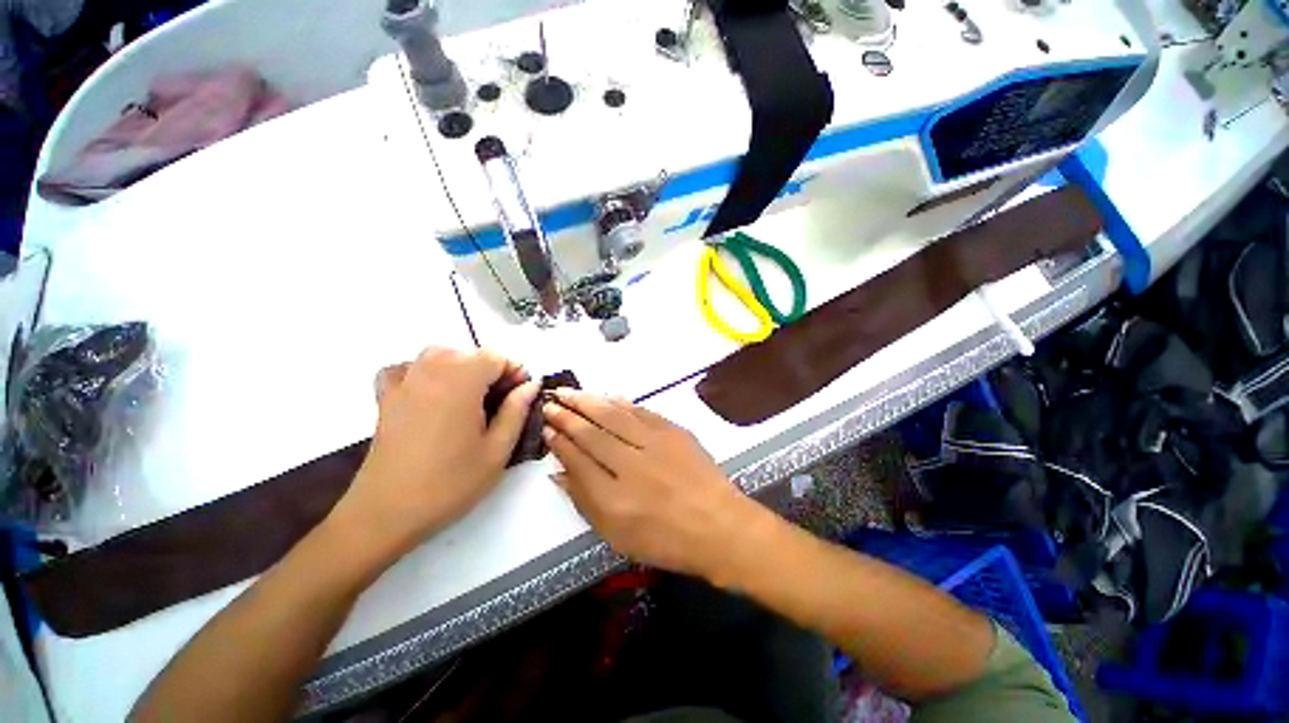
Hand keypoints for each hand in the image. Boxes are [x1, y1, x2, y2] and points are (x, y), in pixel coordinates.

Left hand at [331, 347, 539, 559]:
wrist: (387, 513)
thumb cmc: (450, 483)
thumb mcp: (497, 450)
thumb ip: (517, 411)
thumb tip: (531, 385)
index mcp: (461, 382)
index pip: (495, 357)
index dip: (513, 372)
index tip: (520, 395)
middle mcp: (430, 372)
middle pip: (468, 353)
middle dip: (490, 371)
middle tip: (500, 402)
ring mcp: (404, 384)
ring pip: (438, 355)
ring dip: (460, 367)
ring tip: (470, 397)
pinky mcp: (385, 399)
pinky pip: (404, 369)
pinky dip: (420, 371)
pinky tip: (430, 392)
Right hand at [542, 389, 758, 578]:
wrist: (718, 526)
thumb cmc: (665, 539)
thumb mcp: (616, 535)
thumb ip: (585, 501)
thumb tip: (558, 473)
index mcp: (613, 498)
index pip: (578, 459)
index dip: (559, 440)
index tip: (547, 426)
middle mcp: (631, 465)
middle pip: (592, 432)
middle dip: (568, 415)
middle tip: (551, 401)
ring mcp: (655, 444)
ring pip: (614, 416)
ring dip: (589, 401)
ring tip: (570, 392)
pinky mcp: (674, 432)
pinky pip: (640, 412)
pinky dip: (620, 403)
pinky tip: (607, 397)